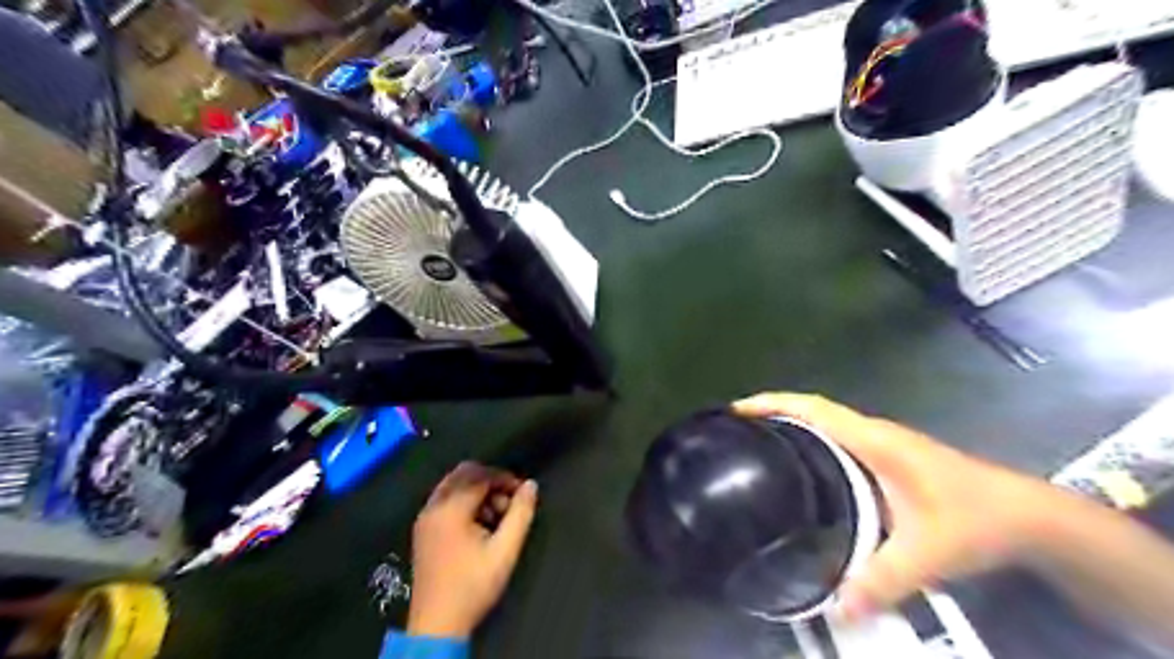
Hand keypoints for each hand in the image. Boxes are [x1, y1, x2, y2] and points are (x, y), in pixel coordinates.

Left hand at [410, 464, 540, 637]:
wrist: (436, 624)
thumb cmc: (473, 585)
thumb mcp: (505, 550)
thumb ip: (520, 514)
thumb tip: (531, 485)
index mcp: (451, 509)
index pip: (481, 476)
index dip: (505, 479)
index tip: (522, 494)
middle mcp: (433, 506)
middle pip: (464, 473)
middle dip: (490, 481)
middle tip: (508, 503)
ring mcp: (424, 517)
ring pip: (453, 485)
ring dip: (477, 491)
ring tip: (495, 516)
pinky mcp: (422, 530)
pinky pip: (445, 499)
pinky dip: (463, 501)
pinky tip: (477, 525)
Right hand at [731, 391, 1054, 623]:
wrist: (1029, 516)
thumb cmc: (977, 519)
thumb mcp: (928, 552)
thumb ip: (882, 580)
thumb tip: (835, 610)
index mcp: (873, 441)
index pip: (813, 409)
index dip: (773, 403)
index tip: (737, 410)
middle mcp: (872, 434)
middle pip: (811, 410)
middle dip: (772, 412)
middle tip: (734, 431)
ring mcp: (881, 444)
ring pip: (825, 425)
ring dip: (790, 426)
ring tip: (756, 446)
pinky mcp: (887, 459)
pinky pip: (837, 441)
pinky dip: (811, 443)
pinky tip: (801, 471)